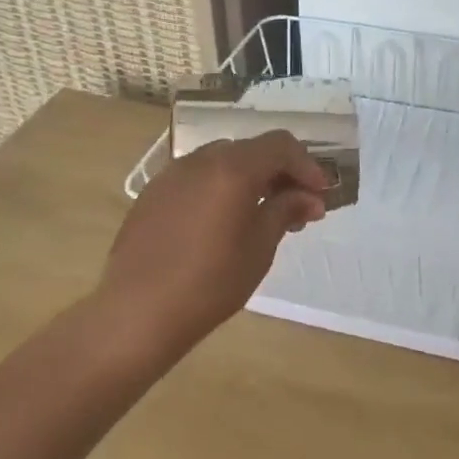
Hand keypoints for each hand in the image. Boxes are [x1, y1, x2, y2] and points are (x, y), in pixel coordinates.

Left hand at [97, 130, 328, 356]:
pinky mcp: (152, 194)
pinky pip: (196, 179)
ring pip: (221, 163)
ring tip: (260, 216)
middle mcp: (200, 160)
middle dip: (279, 173)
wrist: (137, 312)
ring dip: (249, 180)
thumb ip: (285, 210)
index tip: (321, 195)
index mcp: (232, 168)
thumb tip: (309, 197)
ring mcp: (171, 175)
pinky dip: (219, 189)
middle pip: (250, 151)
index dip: (306, 165)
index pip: (280, 146)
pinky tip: (221, 224)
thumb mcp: (259, 247)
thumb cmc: (210, 282)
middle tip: (296, 207)